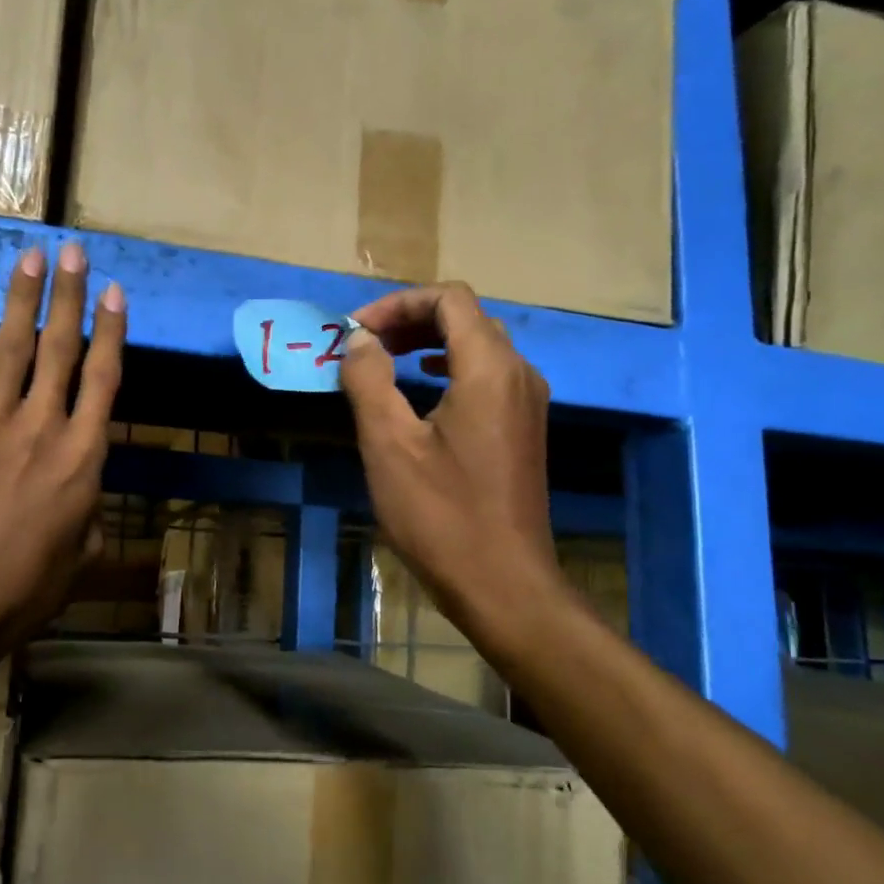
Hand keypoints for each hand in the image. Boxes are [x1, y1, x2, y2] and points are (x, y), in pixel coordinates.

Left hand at [0, 245, 125, 695]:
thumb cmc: (24, 589)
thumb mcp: (81, 556)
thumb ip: (89, 512)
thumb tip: (86, 492)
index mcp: (81, 458)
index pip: (104, 379)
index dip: (112, 331)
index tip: (114, 292)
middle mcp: (41, 427)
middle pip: (60, 348)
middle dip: (69, 295)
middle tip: (72, 250)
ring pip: (10, 348)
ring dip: (22, 299)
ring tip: (29, 258)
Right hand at [340, 283, 566, 646]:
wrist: (503, 584)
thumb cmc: (440, 515)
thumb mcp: (389, 445)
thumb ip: (369, 380)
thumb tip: (358, 340)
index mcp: (488, 368)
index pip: (449, 299)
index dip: (398, 303)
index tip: (355, 331)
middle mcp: (518, 374)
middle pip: (467, 317)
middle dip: (411, 319)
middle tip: (364, 344)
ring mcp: (527, 402)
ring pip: (479, 345)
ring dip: (429, 341)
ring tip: (385, 359)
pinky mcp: (524, 429)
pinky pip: (487, 375)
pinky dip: (449, 367)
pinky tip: (422, 390)